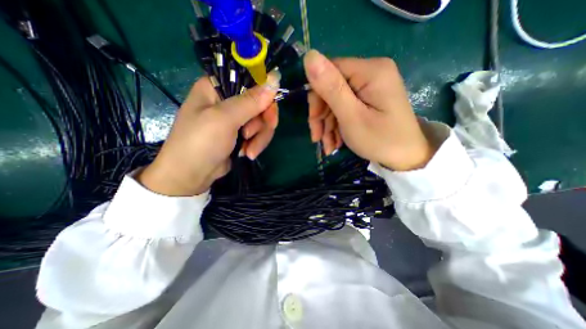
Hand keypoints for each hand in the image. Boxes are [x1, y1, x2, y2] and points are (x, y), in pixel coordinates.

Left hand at [138, 70, 280, 195]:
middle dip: (261, 122)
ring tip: (249, 151)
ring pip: (262, 121)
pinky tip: (248, 153)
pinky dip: (256, 144)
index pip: (250, 80)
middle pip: (260, 103)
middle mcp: (228, 100)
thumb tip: (275, 79)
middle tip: (253, 135)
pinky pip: (259, 133)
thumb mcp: (225, 119)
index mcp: (217, 87)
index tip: (269, 109)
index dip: (264, 93)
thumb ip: (250, 101)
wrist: (192, 175)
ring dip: (259, 137)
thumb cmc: (201, 142)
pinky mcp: (242, 133)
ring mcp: (236, 118)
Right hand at [303, 50, 433, 172]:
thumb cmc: (380, 140)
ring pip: (335, 101)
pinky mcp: (368, 99)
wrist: (406, 157)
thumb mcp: (352, 117)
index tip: (313, 120)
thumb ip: (331, 88)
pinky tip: (335, 142)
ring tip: (328, 146)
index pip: (330, 71)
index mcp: (370, 71)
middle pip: (331, 87)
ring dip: (327, 125)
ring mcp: (370, 87)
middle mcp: (371, 73)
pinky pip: (344, 108)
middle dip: (321, 115)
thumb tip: (309, 56)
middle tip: (318, 138)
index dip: (317, 96)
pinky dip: (336, 126)